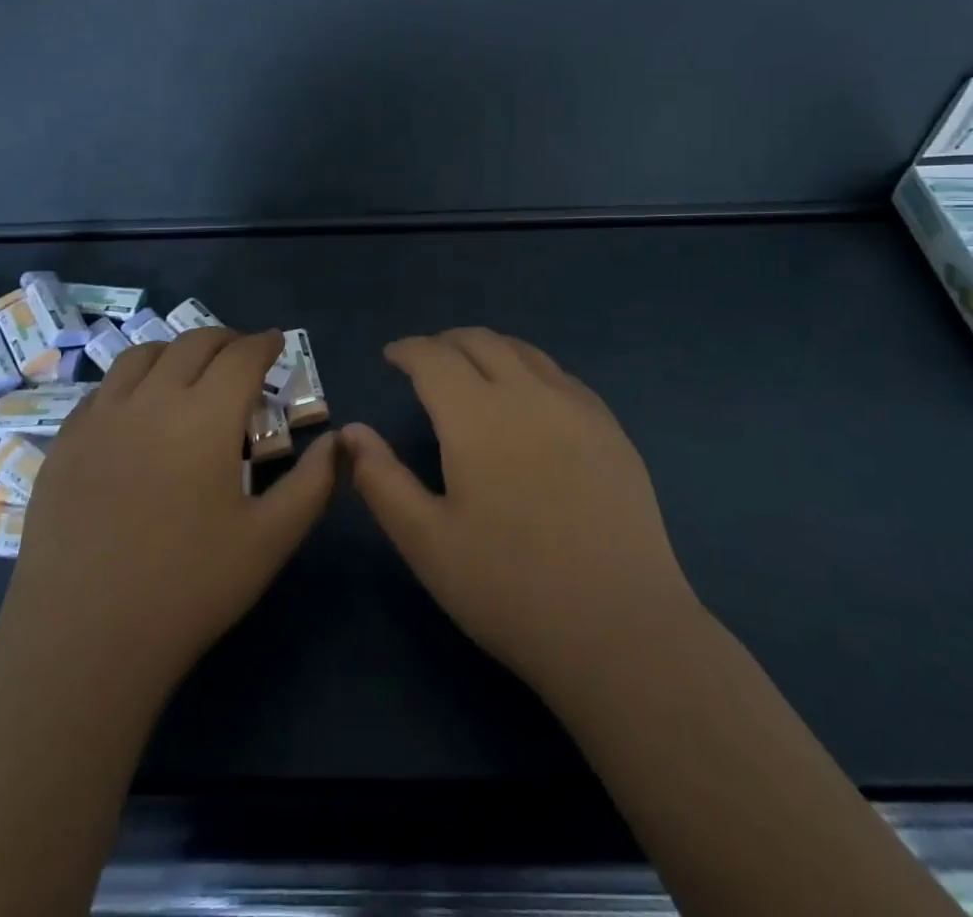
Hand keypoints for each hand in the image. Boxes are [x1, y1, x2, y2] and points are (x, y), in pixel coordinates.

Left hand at [0, 327, 336, 703]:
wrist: (82, 641)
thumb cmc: (189, 588)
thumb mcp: (271, 539)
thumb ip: (314, 483)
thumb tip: (340, 440)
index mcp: (206, 416)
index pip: (242, 355)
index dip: (264, 343)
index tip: (276, 344)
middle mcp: (152, 399)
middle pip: (192, 343)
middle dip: (225, 340)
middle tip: (241, 357)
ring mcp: (100, 417)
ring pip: (141, 354)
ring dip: (175, 352)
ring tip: (189, 373)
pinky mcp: (64, 442)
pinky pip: (103, 389)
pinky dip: (132, 382)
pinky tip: (137, 412)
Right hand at [344, 328, 697, 707]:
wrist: (621, 629)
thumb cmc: (509, 588)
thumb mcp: (425, 541)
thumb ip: (381, 479)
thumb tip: (351, 431)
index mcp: (476, 415)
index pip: (433, 357)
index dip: (407, 349)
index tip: (392, 356)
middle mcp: (528, 394)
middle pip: (481, 342)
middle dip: (445, 342)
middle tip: (426, 360)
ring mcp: (577, 408)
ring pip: (525, 352)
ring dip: (489, 349)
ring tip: (472, 368)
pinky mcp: (611, 430)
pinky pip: (561, 376)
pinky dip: (530, 369)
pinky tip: (529, 398)